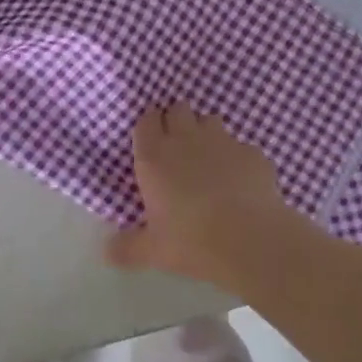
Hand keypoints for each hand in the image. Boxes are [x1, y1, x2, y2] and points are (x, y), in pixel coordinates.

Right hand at [106, 105, 307, 290]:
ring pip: (209, 120)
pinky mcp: (253, 152)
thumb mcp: (152, 251)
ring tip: (207, 159)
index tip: (150, 141)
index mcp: (154, 157)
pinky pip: (239, 146)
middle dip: (176, 121)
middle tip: (176, 148)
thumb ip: (127, 248)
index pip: (146, 121)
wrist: (251, 241)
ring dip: (205, 132)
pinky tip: (239, 180)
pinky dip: (235, 157)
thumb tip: (108, 252)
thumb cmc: (192, 242)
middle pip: (178, 109)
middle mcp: (186, 140)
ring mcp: (223, 142)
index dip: (149, 126)